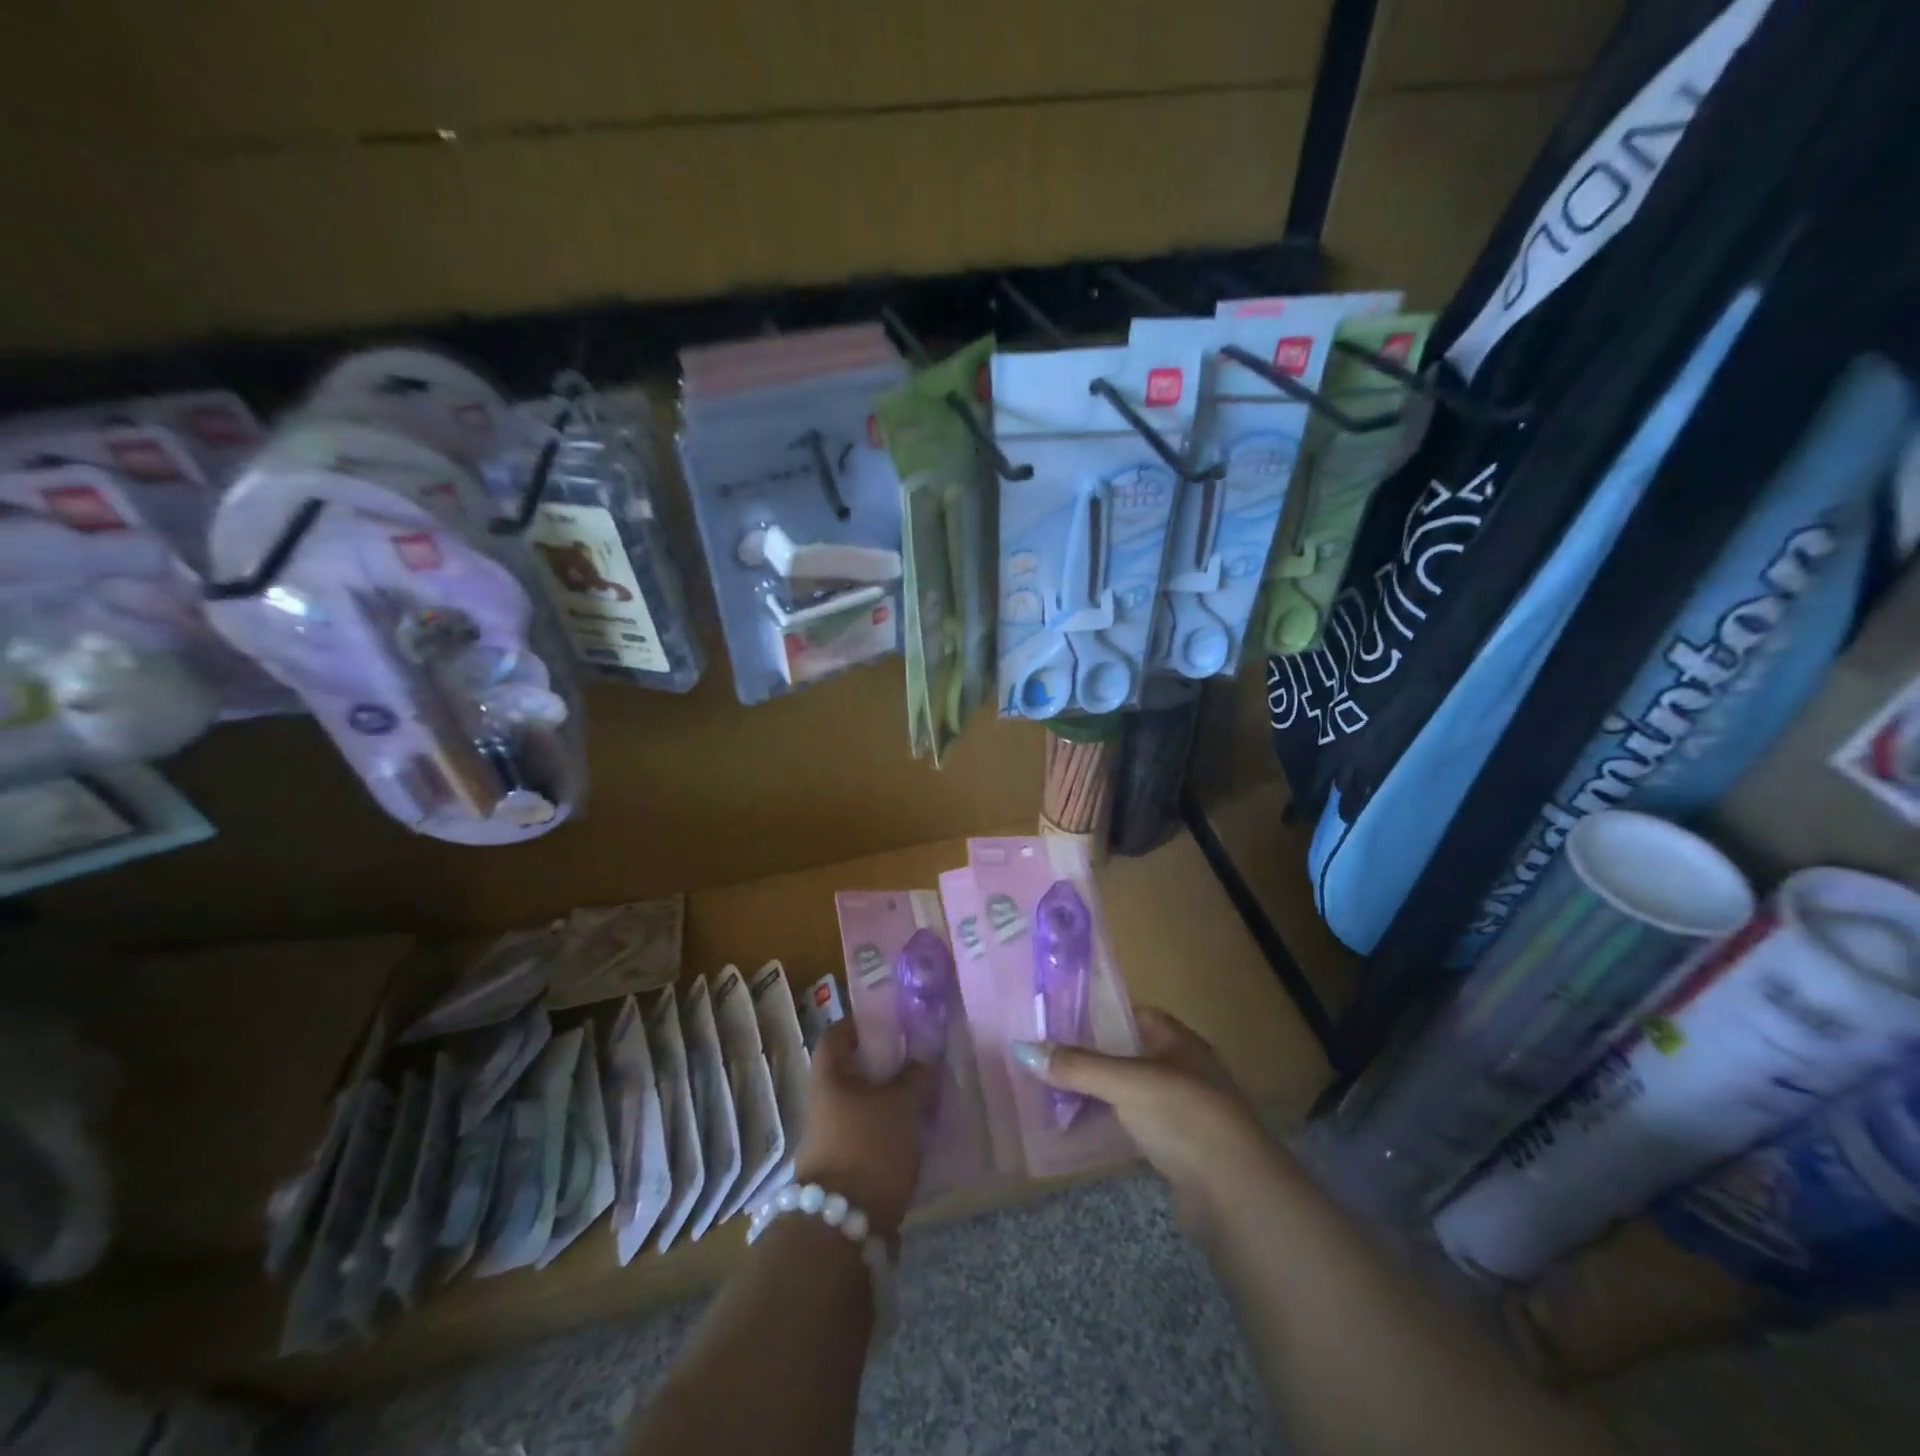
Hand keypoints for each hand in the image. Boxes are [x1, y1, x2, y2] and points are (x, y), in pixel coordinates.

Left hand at [791, 1018, 933, 1240]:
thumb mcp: (901, 1104)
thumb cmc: (868, 1147)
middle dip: (885, 1064)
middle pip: (853, 1070)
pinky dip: (892, 1128)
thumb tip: (923, 1056)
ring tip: (928, 1094)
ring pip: (865, 1104)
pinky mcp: (847, 1167)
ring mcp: (833, 1137)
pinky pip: (871, 1134)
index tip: (892, 1019)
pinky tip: (920, 1131)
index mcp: (830, 1076)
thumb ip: (915, 1075)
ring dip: (891, 1098)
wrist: (843, 1227)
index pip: (837, 1034)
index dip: (861, 1022)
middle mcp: (825, 1102)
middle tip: (920, 1057)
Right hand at [1012, 1008, 1269, 1231]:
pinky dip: (1113, 1126)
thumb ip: (1077, 1067)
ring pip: (1133, 1093)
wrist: (1235, 1193)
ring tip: (1057, 1096)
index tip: (1064, 1024)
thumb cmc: (1183, 1116)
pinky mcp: (1181, 1149)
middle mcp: (1185, 1069)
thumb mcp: (1125, 1083)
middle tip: (1052, 1062)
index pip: (1138, 1015)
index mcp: (1179, 1041)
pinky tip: (1085, 1132)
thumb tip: (1022, 1049)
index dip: (1102, 1016)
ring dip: (1102, 1095)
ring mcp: (1185, 1111)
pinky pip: (1138, 1126)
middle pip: (1131, 1054)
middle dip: (1094, 1059)